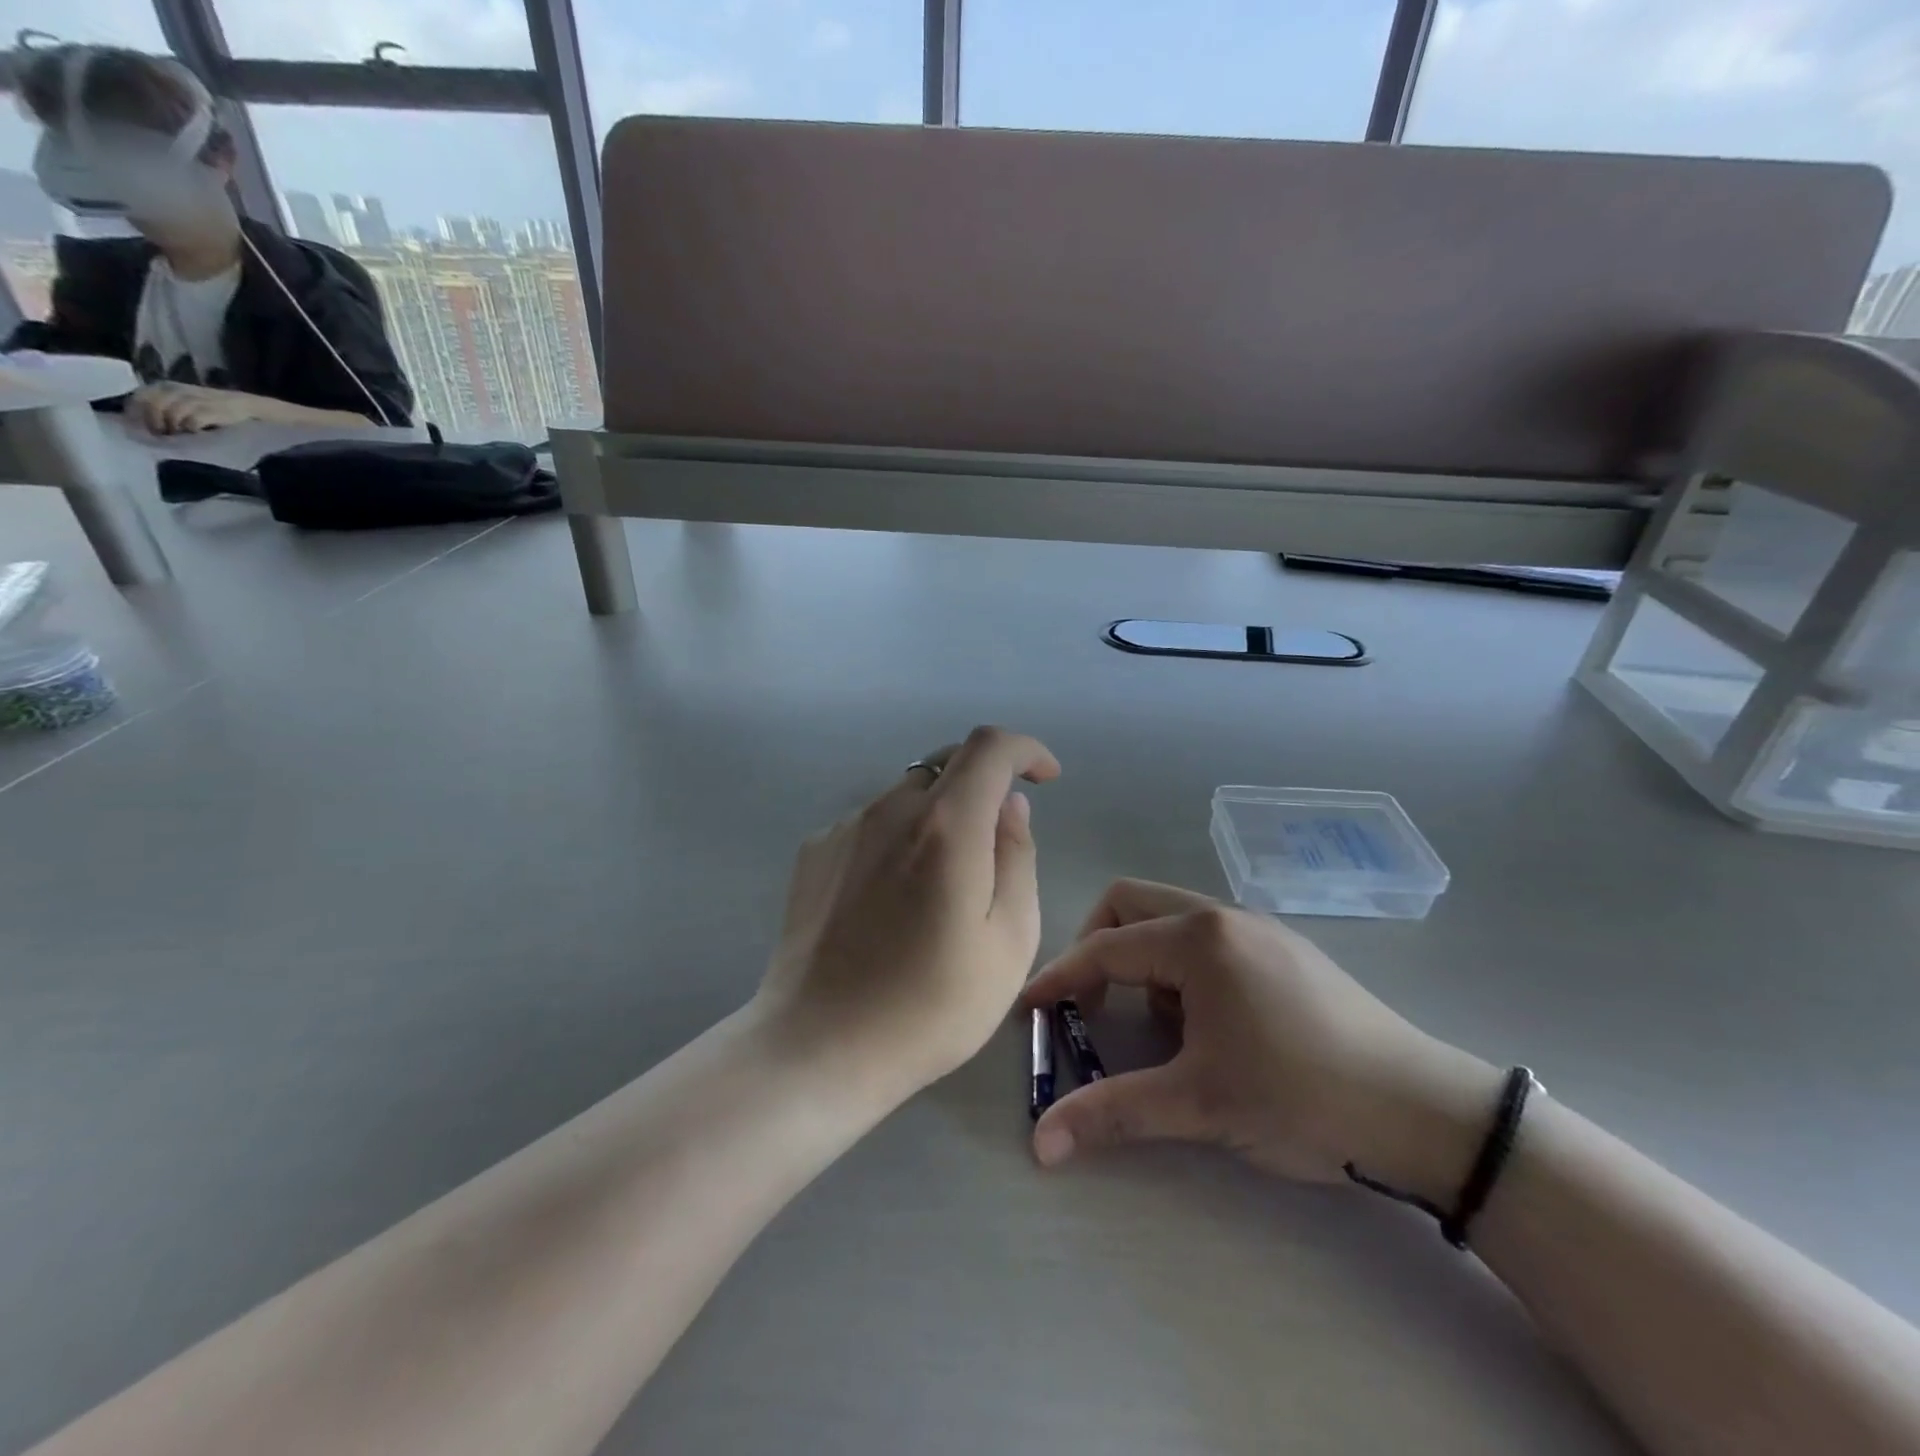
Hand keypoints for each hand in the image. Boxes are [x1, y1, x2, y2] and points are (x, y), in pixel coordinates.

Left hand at [130, 383, 269, 434]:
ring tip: (176, 436)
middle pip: (152, 405)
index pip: (139, 397)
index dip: (136, 413)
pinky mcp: (211, 412)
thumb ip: (163, 404)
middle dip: (153, 422)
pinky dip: (189, 429)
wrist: (245, 405)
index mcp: (165, 386)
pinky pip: (191, 421)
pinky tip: (194, 434)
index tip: (139, 427)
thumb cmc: (211, 407)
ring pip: (170, 414)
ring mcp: (194, 400)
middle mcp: (176, 390)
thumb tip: (141, 419)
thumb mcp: (183, 400)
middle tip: (159, 435)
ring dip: (170, 427)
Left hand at [755, 726, 1061, 1105]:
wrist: (818, 1047)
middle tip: (996, 840)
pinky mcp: (814, 852)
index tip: (1045, 778)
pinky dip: (898, 838)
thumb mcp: (1008, 941)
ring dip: (939, 816)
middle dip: (984, 783)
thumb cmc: (930, 1006)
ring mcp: (845, 828)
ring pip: (908, 795)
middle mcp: (890, 809)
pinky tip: (891, 901)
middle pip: (946, 763)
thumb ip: (1016, 857)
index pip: (990, 747)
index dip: (1026, 749)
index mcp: (946, 826)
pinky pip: (871, 824)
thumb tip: (1009, 805)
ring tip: (939, 888)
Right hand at [1019, 880, 1499, 1201]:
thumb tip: (1040, 1144)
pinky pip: (1206, 938)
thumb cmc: (1300, 1097)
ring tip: (1158, 1027)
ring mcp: (1257, 928)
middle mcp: (1222, 916)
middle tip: (1090, 1003)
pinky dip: (1181, 968)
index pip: (1105, 948)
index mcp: (1197, 940)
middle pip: (1130, 904)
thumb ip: (1113, 1113)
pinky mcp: (1283, 949)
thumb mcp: (1199, 1104)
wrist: (1424, 1112)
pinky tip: (1206, 1025)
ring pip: (1170, 919)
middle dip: (1097, 946)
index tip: (1029, 1009)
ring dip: (1143, 959)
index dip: (1060, 979)